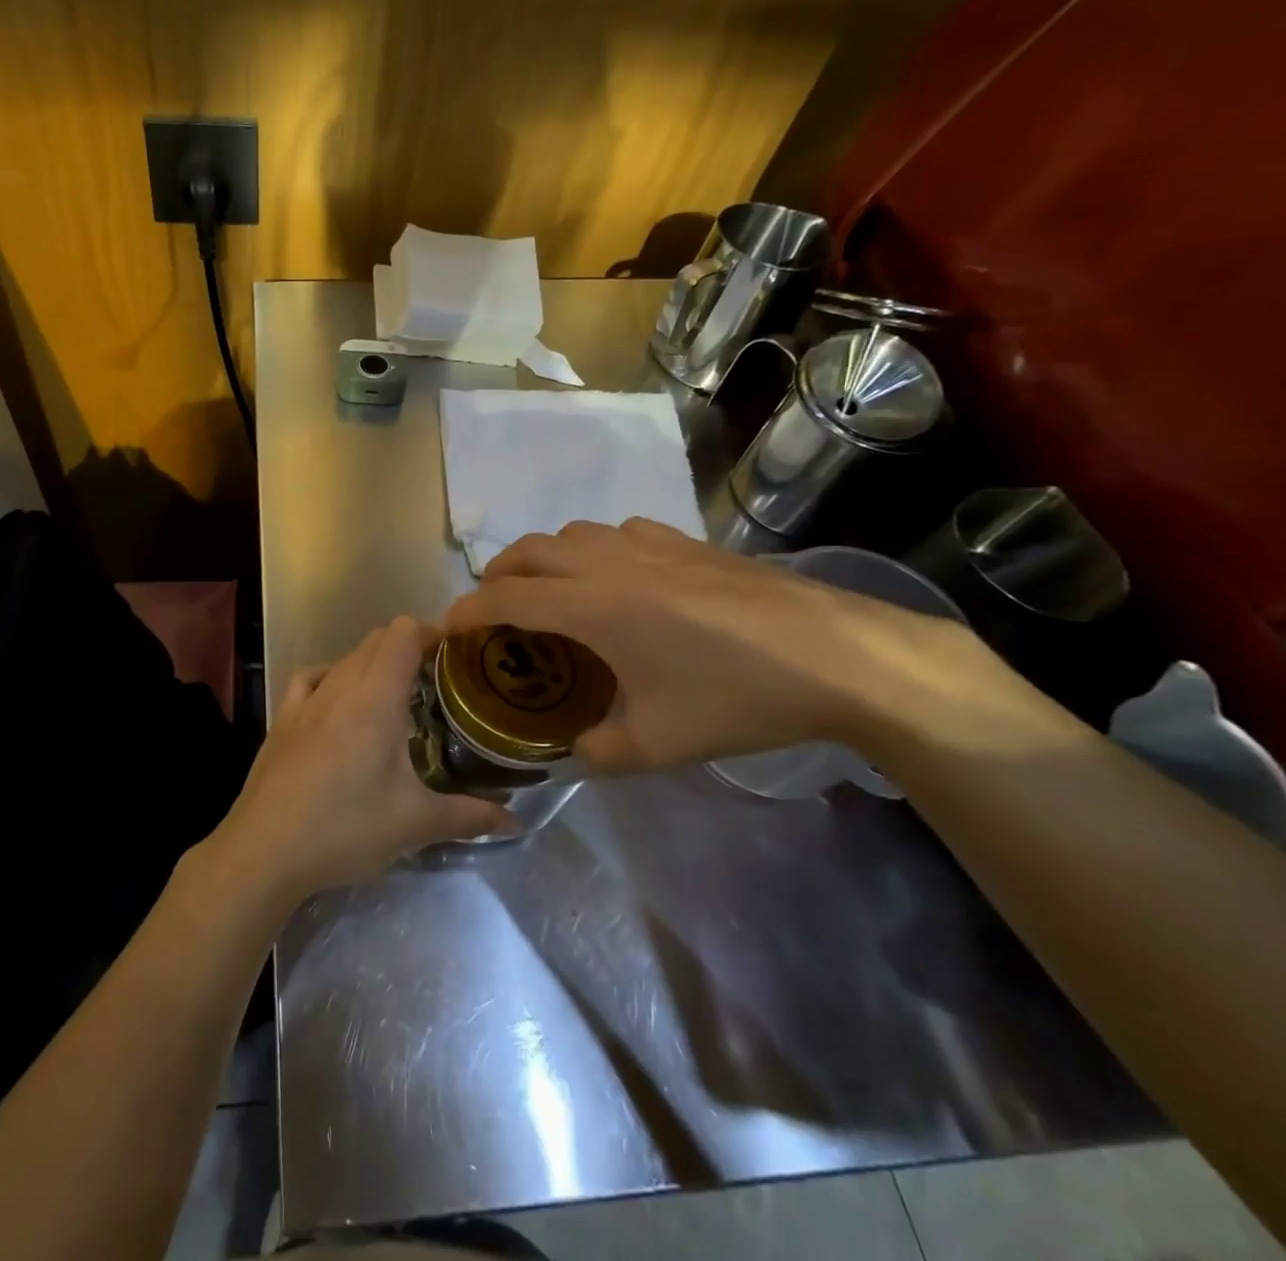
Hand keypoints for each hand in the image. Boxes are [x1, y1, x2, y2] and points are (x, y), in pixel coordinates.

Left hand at [205, 616, 514, 902]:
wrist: (264, 850)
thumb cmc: (345, 828)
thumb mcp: (414, 824)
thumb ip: (470, 817)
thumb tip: (517, 821)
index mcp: (376, 698)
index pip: (404, 633)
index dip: (433, 632)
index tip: (458, 654)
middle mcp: (340, 686)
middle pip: (377, 640)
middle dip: (410, 648)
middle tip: (438, 682)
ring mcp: (306, 700)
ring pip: (346, 658)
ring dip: (374, 664)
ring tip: (396, 697)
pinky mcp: (282, 718)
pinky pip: (312, 678)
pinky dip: (333, 677)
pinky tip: (340, 702)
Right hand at [442, 518, 1004, 771]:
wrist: (837, 656)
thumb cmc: (737, 697)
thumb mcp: (660, 745)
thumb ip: (600, 753)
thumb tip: (577, 752)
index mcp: (591, 607)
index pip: (507, 598)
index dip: (468, 611)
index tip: (448, 628)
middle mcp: (609, 564)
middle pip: (531, 551)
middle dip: (498, 575)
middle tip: (491, 608)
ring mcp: (651, 546)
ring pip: (573, 534)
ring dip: (545, 557)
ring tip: (549, 590)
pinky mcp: (687, 543)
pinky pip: (618, 532)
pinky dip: (594, 549)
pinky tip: (618, 576)